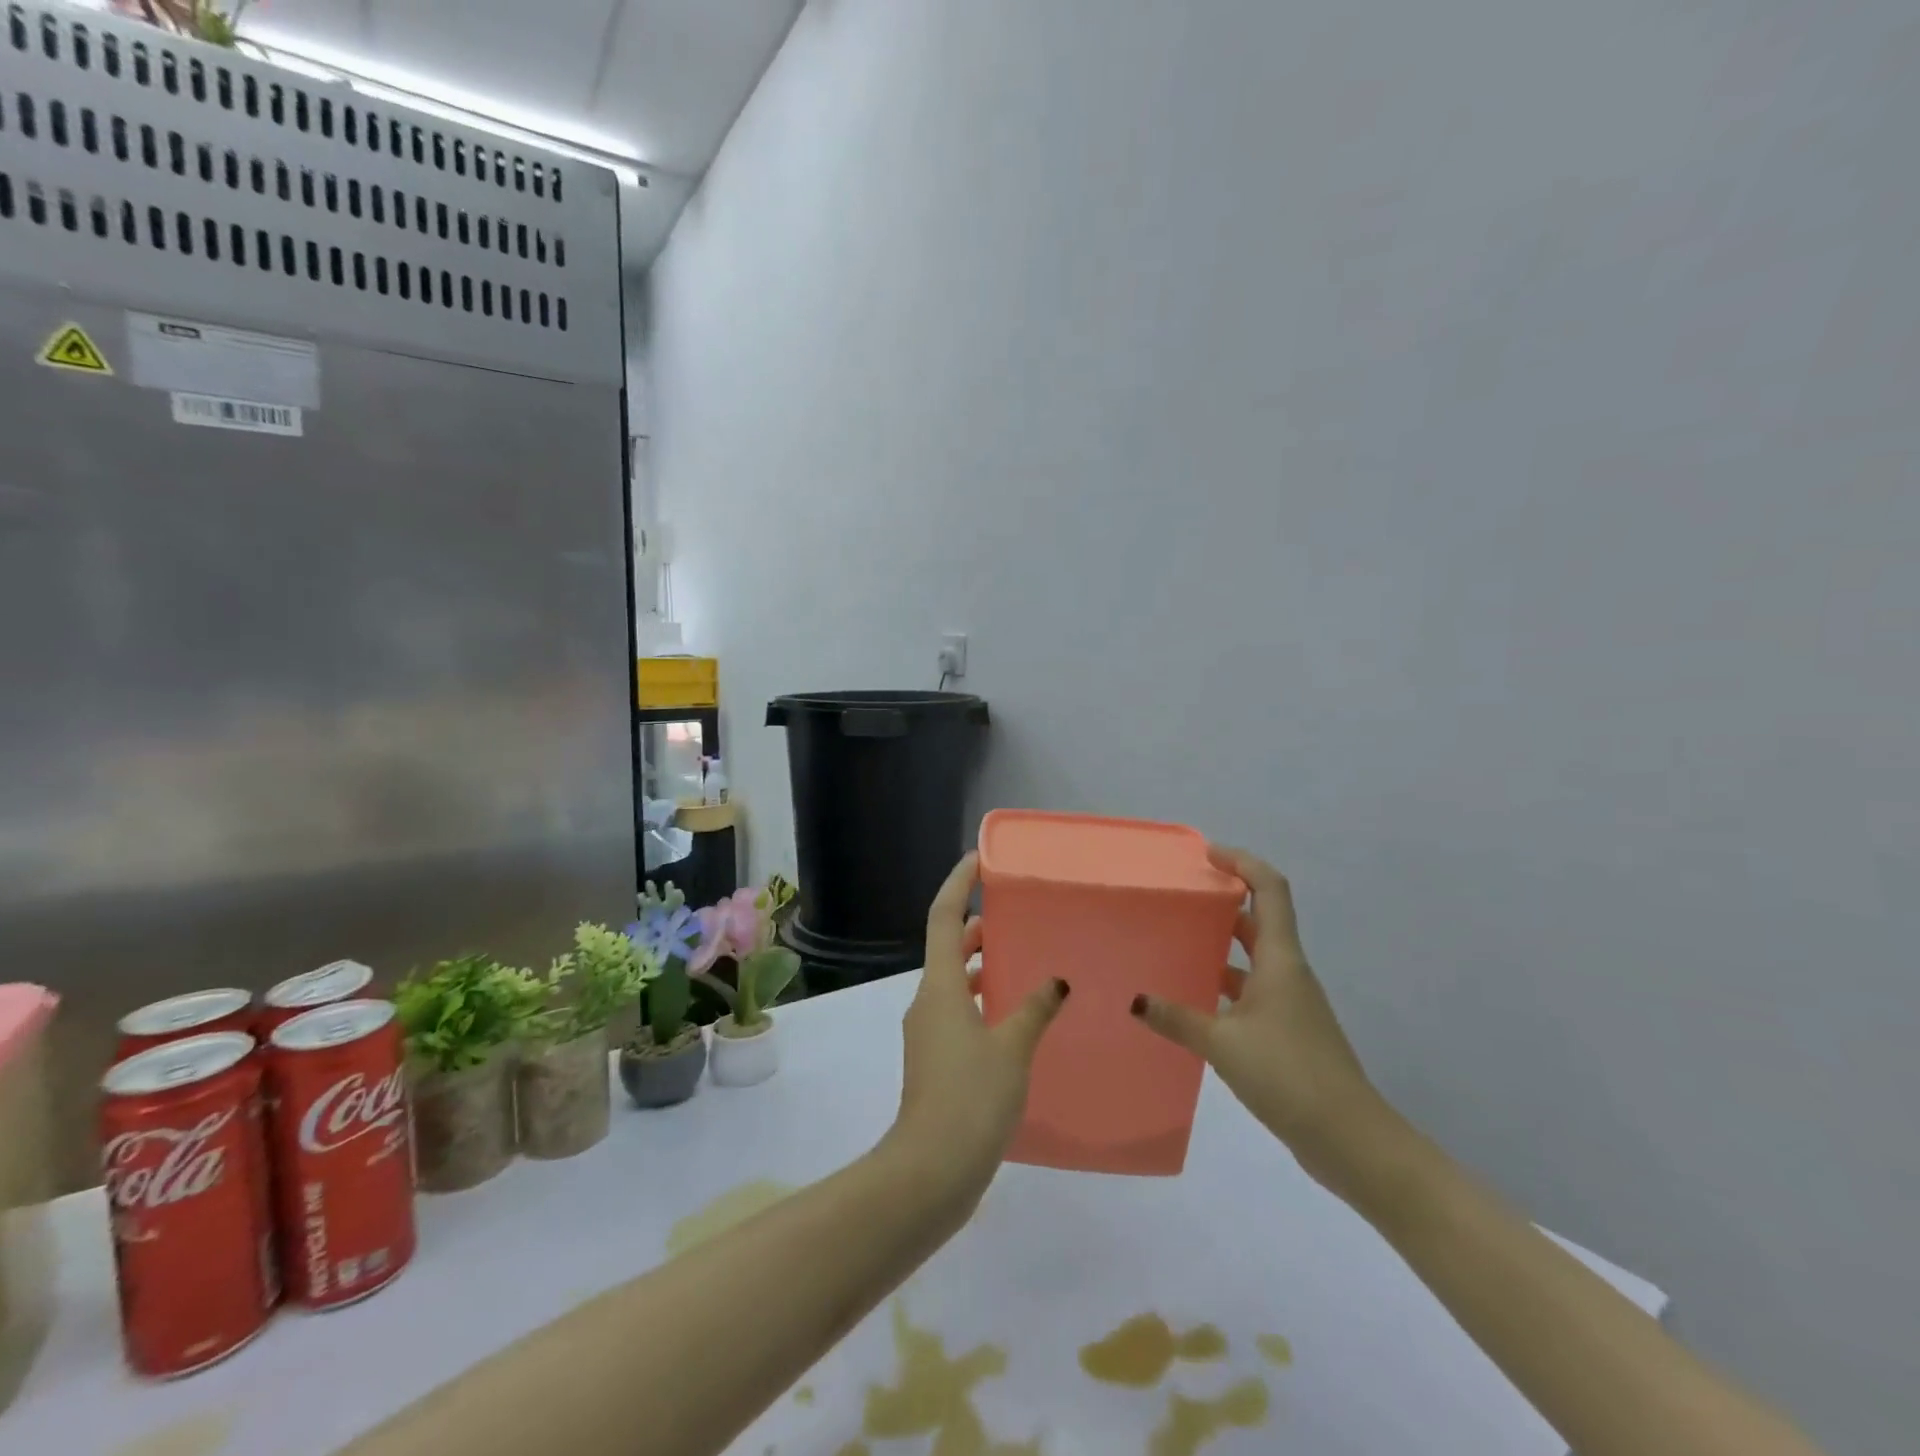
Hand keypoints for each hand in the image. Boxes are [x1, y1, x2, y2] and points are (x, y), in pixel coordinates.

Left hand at [885, 852, 1069, 1197]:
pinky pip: (959, 1012)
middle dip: (977, 926)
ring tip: (1023, 961)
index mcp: (940, 986)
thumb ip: (1034, 1009)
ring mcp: (928, 1033)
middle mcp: (928, 1001)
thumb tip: (1055, 981)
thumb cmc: (970, 1098)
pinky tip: (1016, 1018)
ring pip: (954, 982)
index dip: (959, 883)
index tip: (979, 859)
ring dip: (981, 966)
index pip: (945, 917)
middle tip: (1015, 914)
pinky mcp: (935, 1061)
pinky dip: (982, 1001)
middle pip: (949, 947)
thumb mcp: (1012, 1048)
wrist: (930, 1172)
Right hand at [1132, 845, 1395, 1192]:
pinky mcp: (1286, 1032)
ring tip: (1175, 942)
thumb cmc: (1290, 1076)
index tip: (1208, 855)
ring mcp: (1290, 1004)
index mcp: (1280, 961)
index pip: (1270, 890)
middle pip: (1259, 919)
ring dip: (1220, 945)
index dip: (1243, 863)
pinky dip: (1223, 985)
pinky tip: (1192, 999)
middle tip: (1181, 897)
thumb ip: (1177, 1019)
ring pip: (1253, 958)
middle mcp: (1288, 973)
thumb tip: (1134, 1000)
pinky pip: (1250, 991)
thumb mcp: (1224, 1045)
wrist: (1351, 1140)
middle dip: (1224, 901)